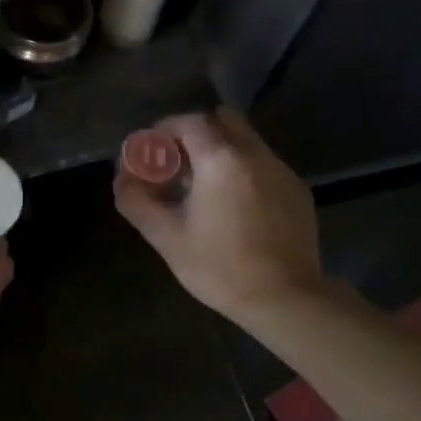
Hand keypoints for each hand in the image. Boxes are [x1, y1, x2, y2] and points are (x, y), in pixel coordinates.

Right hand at [114, 108, 323, 328]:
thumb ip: (136, 201)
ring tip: (203, 187)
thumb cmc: (219, 267)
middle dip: (196, 133)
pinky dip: (243, 171)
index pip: (190, 121)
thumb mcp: (165, 237)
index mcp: (221, 160)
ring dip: (221, 151)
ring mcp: (282, 172)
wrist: (285, 300)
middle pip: (224, 120)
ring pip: (246, 142)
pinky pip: (264, 165)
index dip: (166, 129)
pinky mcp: (298, 192)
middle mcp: (256, 155)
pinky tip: (234, 206)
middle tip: (178, 163)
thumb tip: (122, 180)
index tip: (152, 150)